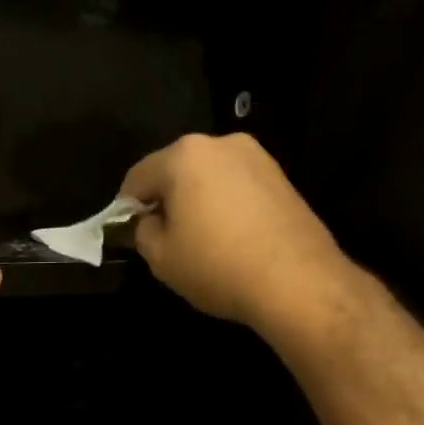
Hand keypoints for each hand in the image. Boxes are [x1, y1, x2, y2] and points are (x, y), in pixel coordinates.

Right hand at [120, 133, 352, 333]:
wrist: (298, 281)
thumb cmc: (217, 265)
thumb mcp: (161, 257)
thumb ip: (142, 232)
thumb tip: (147, 222)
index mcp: (184, 155)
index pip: (137, 177)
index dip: (125, 208)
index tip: (128, 234)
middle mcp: (221, 143)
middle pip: (175, 170)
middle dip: (165, 200)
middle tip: (164, 237)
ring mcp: (257, 157)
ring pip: (209, 177)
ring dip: (197, 201)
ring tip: (200, 240)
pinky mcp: (281, 177)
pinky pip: (237, 187)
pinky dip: (225, 206)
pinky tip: (229, 238)